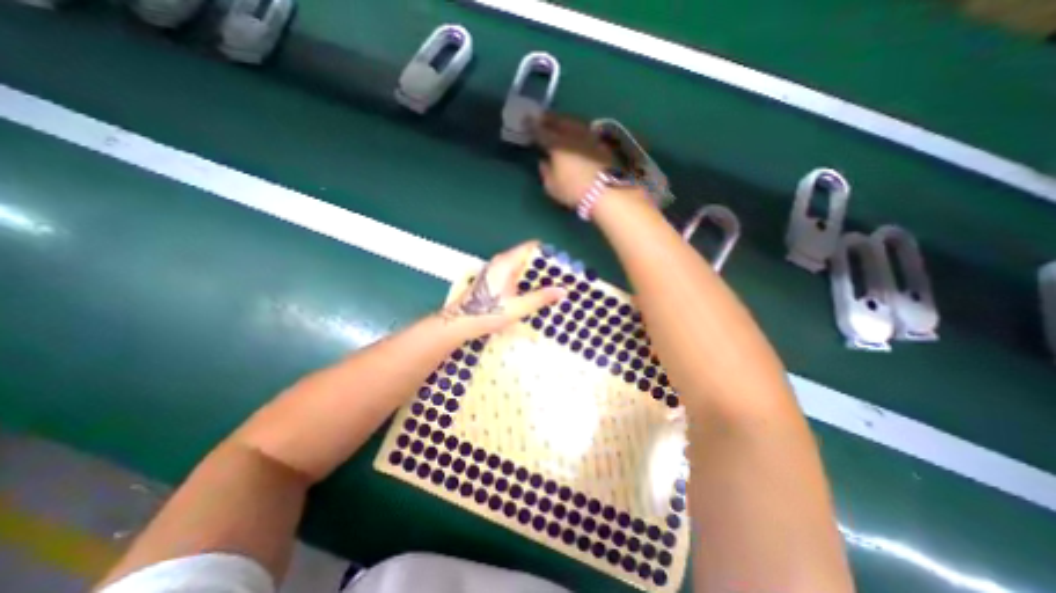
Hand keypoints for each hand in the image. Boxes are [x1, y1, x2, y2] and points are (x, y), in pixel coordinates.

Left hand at [440, 241, 564, 338]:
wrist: (459, 322)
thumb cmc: (487, 312)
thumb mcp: (518, 307)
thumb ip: (540, 298)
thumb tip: (563, 290)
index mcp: (506, 262)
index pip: (531, 247)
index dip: (548, 253)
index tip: (562, 263)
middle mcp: (501, 262)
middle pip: (527, 257)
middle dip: (544, 267)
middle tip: (561, 278)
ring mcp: (496, 270)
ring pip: (521, 267)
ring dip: (535, 275)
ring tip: (552, 286)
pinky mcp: (494, 280)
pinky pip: (514, 275)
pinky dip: (526, 281)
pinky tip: (534, 293)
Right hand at [532, 114, 616, 207]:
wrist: (606, 191)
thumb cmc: (574, 190)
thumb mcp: (552, 187)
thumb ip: (545, 172)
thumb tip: (544, 161)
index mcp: (556, 144)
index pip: (541, 131)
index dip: (532, 126)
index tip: (526, 120)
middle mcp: (572, 135)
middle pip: (559, 121)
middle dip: (549, 118)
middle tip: (542, 117)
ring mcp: (588, 136)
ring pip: (574, 123)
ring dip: (564, 121)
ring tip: (559, 122)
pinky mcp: (601, 143)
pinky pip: (584, 130)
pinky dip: (577, 128)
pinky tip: (575, 132)